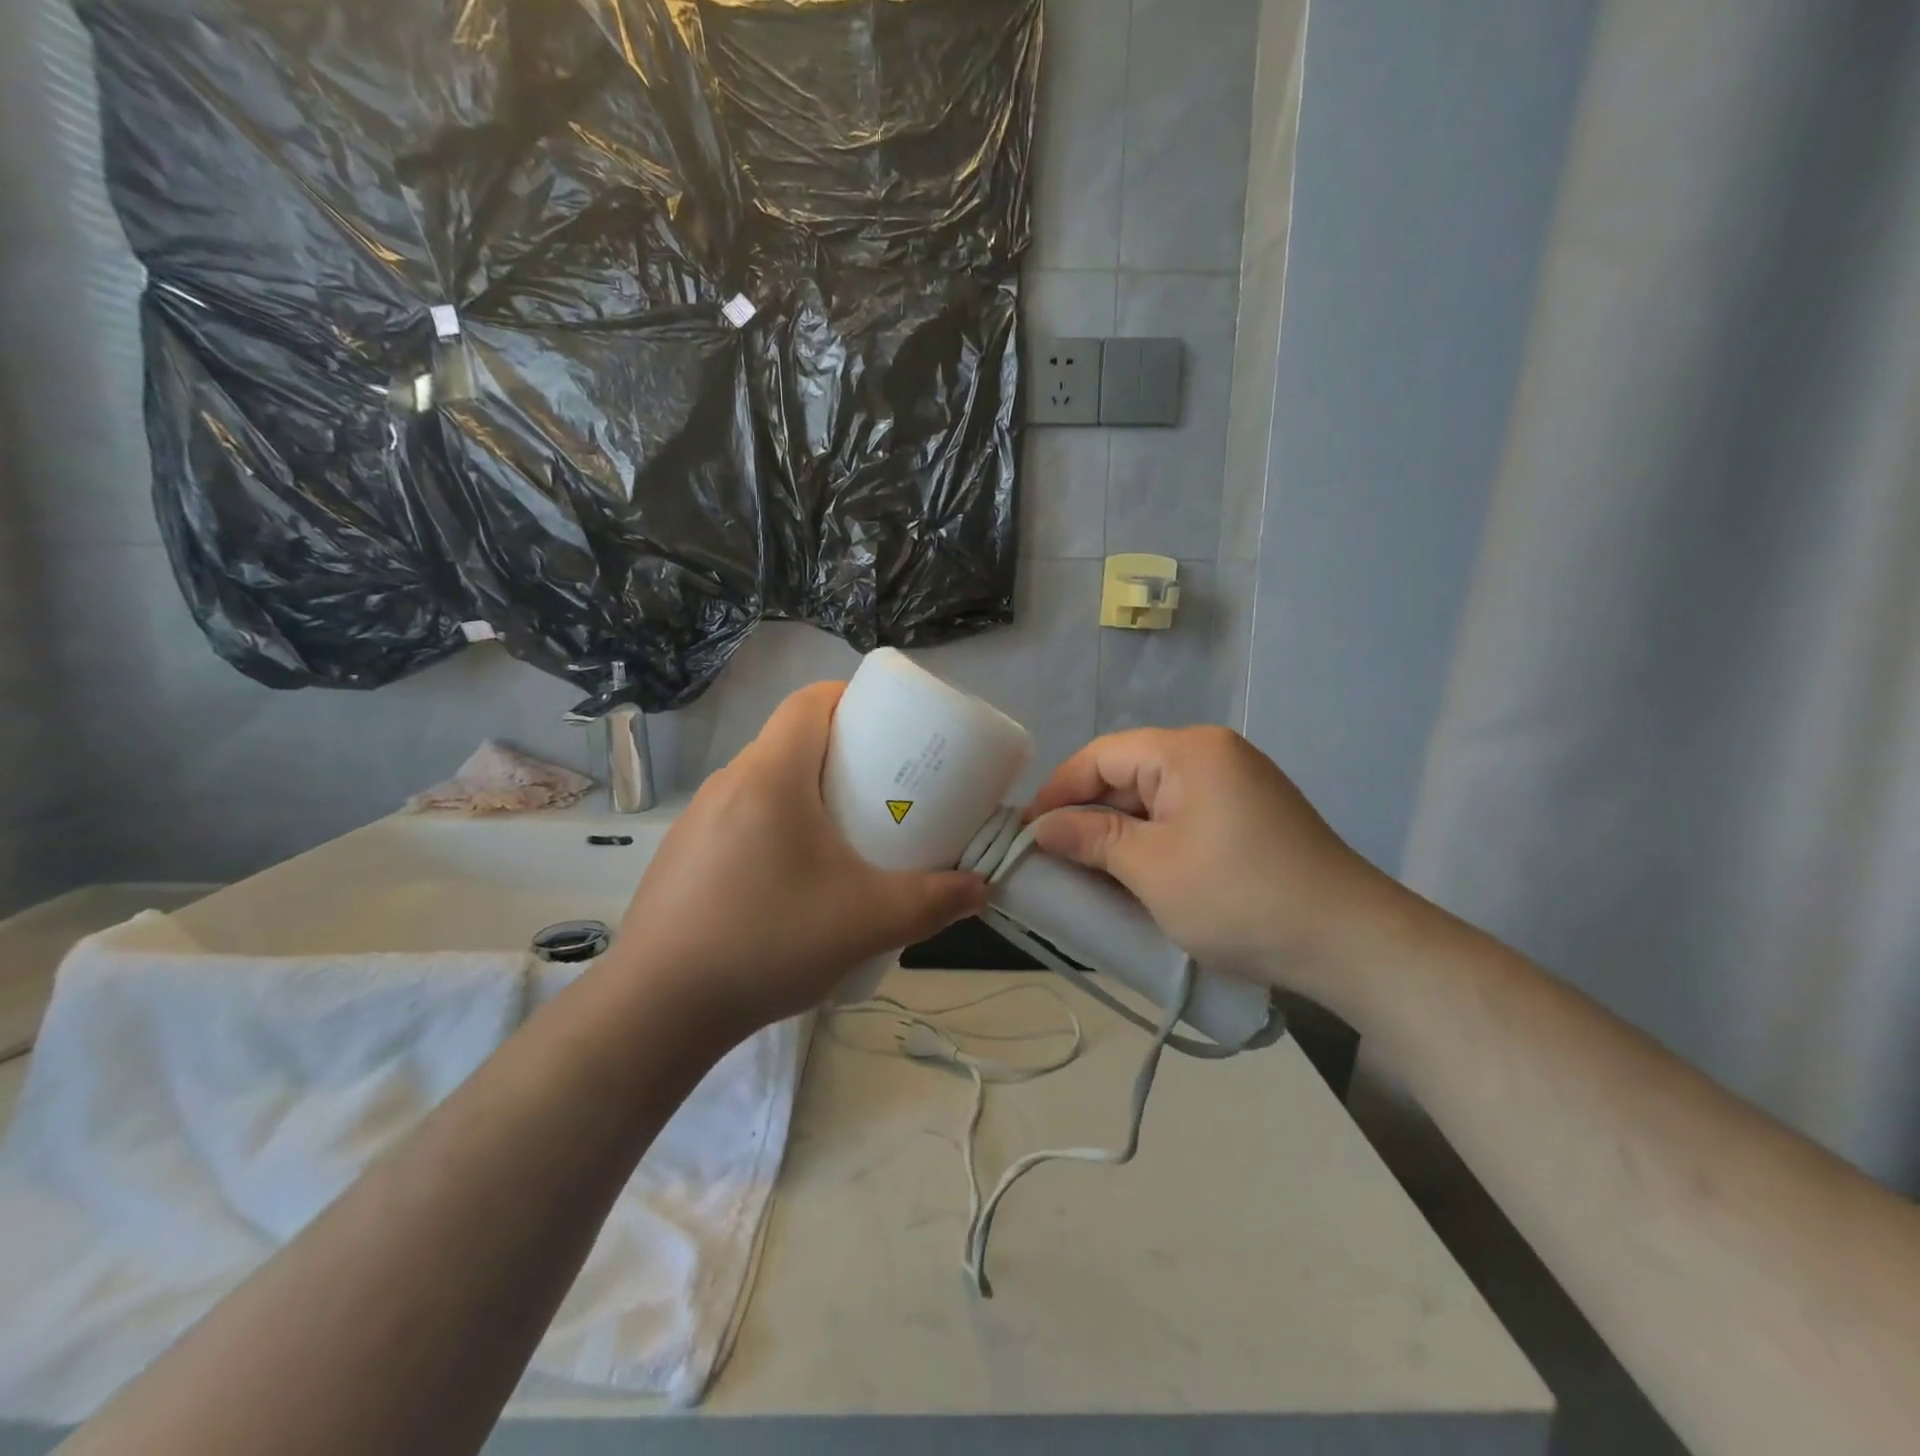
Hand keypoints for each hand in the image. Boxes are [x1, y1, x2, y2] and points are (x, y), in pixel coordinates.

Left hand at [617, 682, 988, 1033]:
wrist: (657, 1009)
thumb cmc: (769, 940)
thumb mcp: (868, 921)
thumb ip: (933, 902)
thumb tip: (979, 889)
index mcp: (770, 774)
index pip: (809, 700)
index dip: (850, 698)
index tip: (888, 726)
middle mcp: (729, 783)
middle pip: (790, 741)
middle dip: (840, 753)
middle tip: (882, 789)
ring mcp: (697, 820)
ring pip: (764, 783)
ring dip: (805, 794)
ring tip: (842, 837)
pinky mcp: (682, 856)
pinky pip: (739, 819)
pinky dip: (774, 827)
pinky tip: (790, 882)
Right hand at [1026, 727, 1405, 1001]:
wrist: (1350, 942)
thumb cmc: (1239, 898)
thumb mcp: (1151, 869)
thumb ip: (1091, 839)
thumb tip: (1042, 828)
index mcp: (1188, 751)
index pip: (1101, 756)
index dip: (1058, 791)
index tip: (1026, 832)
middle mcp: (1213, 754)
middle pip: (1128, 773)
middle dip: (1088, 814)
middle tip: (1051, 858)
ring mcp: (1237, 784)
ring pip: (1154, 798)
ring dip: (1119, 832)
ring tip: (1086, 870)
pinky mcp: (1250, 816)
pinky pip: (1183, 817)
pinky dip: (1153, 841)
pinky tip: (1135, 873)